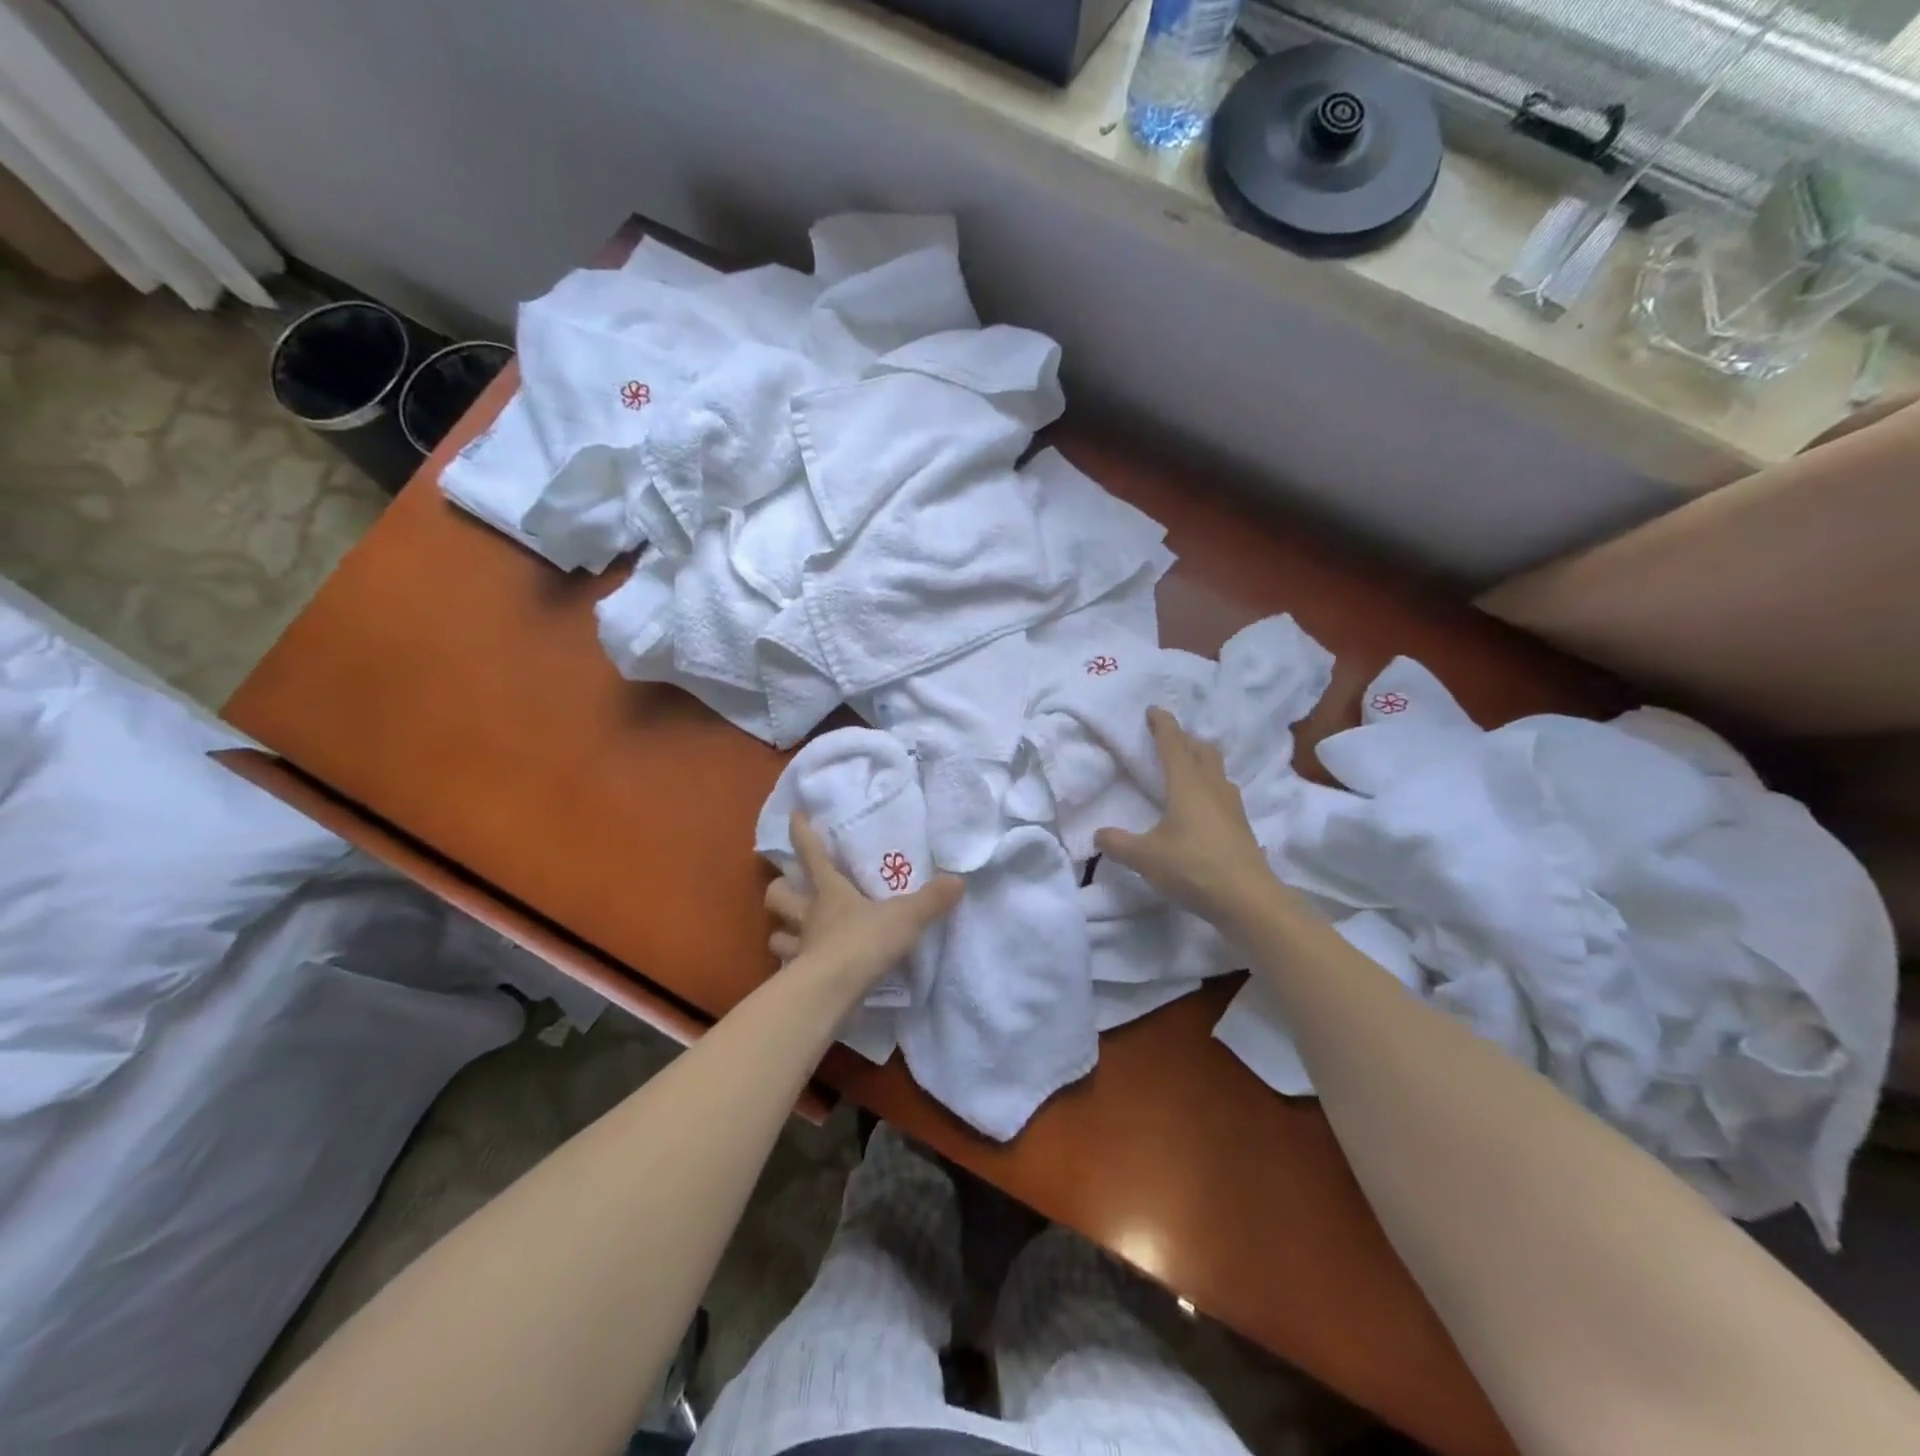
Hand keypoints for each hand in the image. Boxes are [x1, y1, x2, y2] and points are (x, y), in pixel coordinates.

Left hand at [765, 813, 962, 999]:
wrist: (834, 990)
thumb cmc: (864, 941)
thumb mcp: (906, 917)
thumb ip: (931, 900)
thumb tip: (958, 880)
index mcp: (830, 891)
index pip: (811, 854)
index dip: (801, 833)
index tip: (794, 816)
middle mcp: (809, 915)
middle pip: (777, 893)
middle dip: (781, 887)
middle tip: (791, 886)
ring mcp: (799, 947)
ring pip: (775, 934)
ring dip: (782, 930)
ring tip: (792, 930)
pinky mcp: (796, 978)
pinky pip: (787, 967)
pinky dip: (792, 965)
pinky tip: (805, 967)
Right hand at [1095, 707, 1275, 925]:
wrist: (1248, 900)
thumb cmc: (1192, 868)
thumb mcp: (1144, 857)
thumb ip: (1117, 843)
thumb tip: (1099, 834)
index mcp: (1187, 785)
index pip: (1173, 744)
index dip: (1162, 725)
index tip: (1153, 710)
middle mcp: (1212, 788)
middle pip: (1203, 752)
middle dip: (1186, 740)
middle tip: (1171, 739)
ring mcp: (1233, 808)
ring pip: (1218, 773)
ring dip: (1203, 763)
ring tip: (1189, 768)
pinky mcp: (1242, 828)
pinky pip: (1225, 796)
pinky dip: (1212, 790)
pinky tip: (1206, 807)